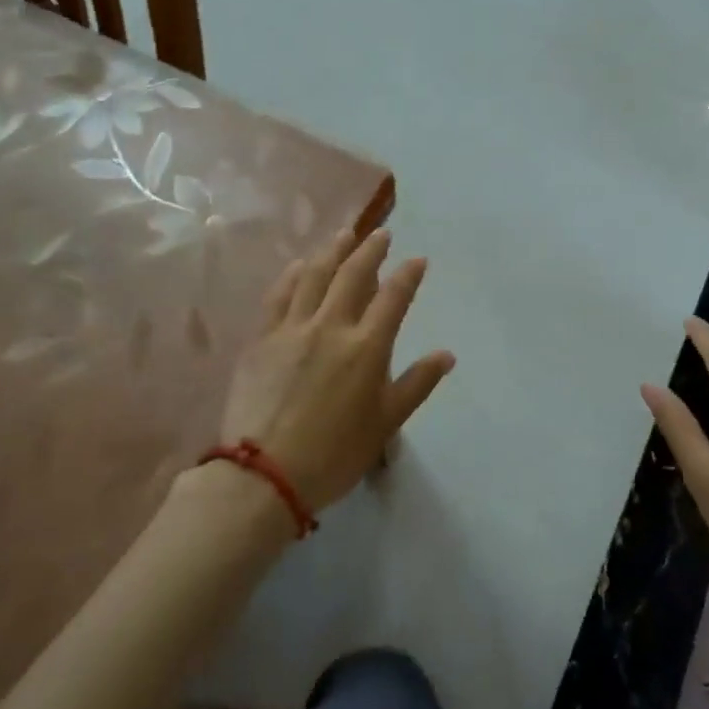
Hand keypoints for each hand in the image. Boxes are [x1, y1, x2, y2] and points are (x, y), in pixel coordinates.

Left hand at [219, 228, 455, 514]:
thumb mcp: (386, 424)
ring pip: (315, 276)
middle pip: (353, 275)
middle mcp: (331, 326)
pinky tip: (300, 265)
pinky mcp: (261, 338)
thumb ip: (416, 384)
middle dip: (370, 249)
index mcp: (366, 348)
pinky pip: (279, 295)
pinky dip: (293, 275)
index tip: (418, 259)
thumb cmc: (334, 454)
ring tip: (344, 234)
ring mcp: (292, 329)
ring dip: (332, 251)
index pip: (393, 298)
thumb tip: (446, 355)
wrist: (264, 475)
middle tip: (381, 233)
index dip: (408, 275)